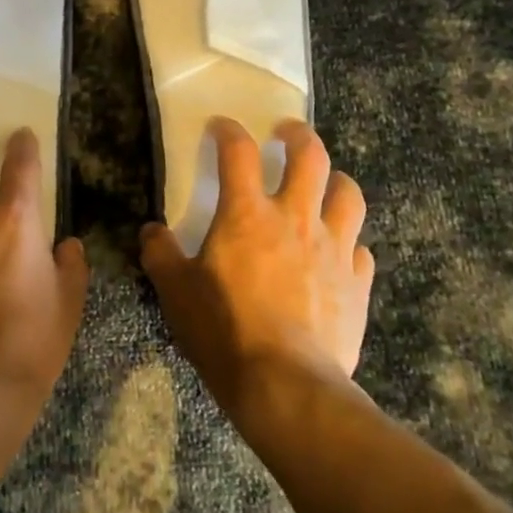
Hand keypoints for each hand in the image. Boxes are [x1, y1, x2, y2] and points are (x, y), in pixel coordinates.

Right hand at [141, 118, 373, 414]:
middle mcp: (295, 219)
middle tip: (286, 133)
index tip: (221, 127)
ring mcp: (334, 249)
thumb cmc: (225, 331)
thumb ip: (161, 254)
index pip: (239, 152)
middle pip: (310, 156)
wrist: (286, 386)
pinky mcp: (357, 283)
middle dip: (298, 136)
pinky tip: (338, 252)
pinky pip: (360, 248)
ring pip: (348, 194)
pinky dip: (348, 241)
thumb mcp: (175, 292)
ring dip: (335, 180)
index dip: (228, 131)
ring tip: (323, 184)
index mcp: (247, 214)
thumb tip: (152, 231)